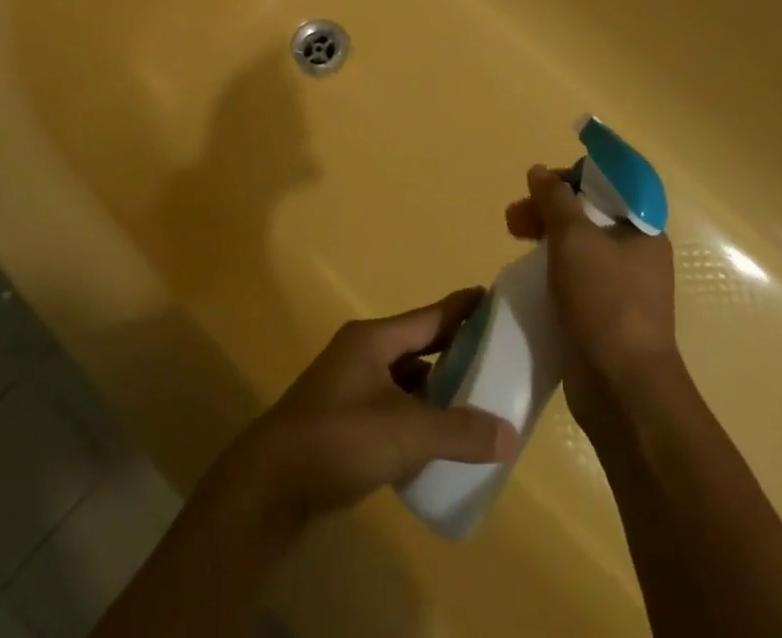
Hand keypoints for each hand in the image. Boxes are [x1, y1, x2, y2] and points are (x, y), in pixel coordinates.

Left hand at [215, 290, 519, 531]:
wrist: (271, 484)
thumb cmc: (338, 438)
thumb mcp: (404, 432)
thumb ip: (458, 431)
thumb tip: (509, 434)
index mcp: (373, 340)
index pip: (428, 317)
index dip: (462, 308)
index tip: (493, 298)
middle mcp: (363, 354)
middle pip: (418, 345)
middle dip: (455, 349)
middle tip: (498, 354)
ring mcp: (352, 388)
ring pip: (406, 379)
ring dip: (438, 386)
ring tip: (478, 397)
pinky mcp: (347, 422)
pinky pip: (395, 408)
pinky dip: (419, 415)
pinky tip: (441, 437)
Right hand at [505, 164, 685, 433]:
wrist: (622, 389)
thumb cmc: (605, 302)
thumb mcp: (575, 239)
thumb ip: (555, 200)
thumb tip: (539, 171)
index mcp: (642, 232)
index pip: (608, 186)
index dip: (572, 178)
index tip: (540, 185)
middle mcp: (636, 257)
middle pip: (587, 216)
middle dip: (548, 209)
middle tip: (514, 218)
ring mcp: (620, 289)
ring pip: (576, 247)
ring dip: (543, 237)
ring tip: (512, 239)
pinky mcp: (601, 317)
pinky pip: (572, 279)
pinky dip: (549, 270)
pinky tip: (526, 274)